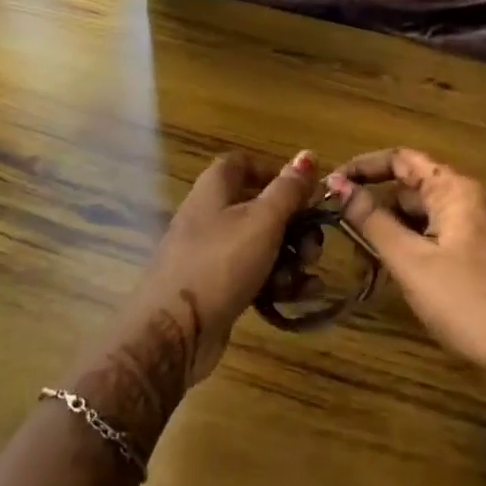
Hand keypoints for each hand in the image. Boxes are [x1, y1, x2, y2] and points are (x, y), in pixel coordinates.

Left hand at [102, 150, 318, 390]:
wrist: (173, 332)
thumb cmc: (220, 264)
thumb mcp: (262, 221)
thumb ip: (288, 189)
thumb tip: (308, 154)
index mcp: (213, 191)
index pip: (240, 164)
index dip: (272, 171)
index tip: (303, 190)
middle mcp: (209, 218)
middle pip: (257, 208)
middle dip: (293, 225)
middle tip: (313, 244)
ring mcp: (210, 256)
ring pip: (259, 246)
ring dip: (289, 258)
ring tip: (307, 275)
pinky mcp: (215, 289)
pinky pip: (252, 276)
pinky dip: (276, 282)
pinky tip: (298, 295)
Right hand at [327, 148, 485, 410]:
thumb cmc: (464, 300)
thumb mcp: (410, 260)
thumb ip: (371, 220)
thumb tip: (336, 184)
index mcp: (455, 188)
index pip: (401, 159)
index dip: (363, 167)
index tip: (330, 186)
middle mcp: (468, 198)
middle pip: (409, 189)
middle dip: (374, 208)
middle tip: (340, 235)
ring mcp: (475, 228)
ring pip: (420, 217)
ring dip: (389, 232)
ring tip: (361, 260)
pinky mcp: (477, 254)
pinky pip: (434, 237)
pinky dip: (409, 248)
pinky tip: (390, 272)